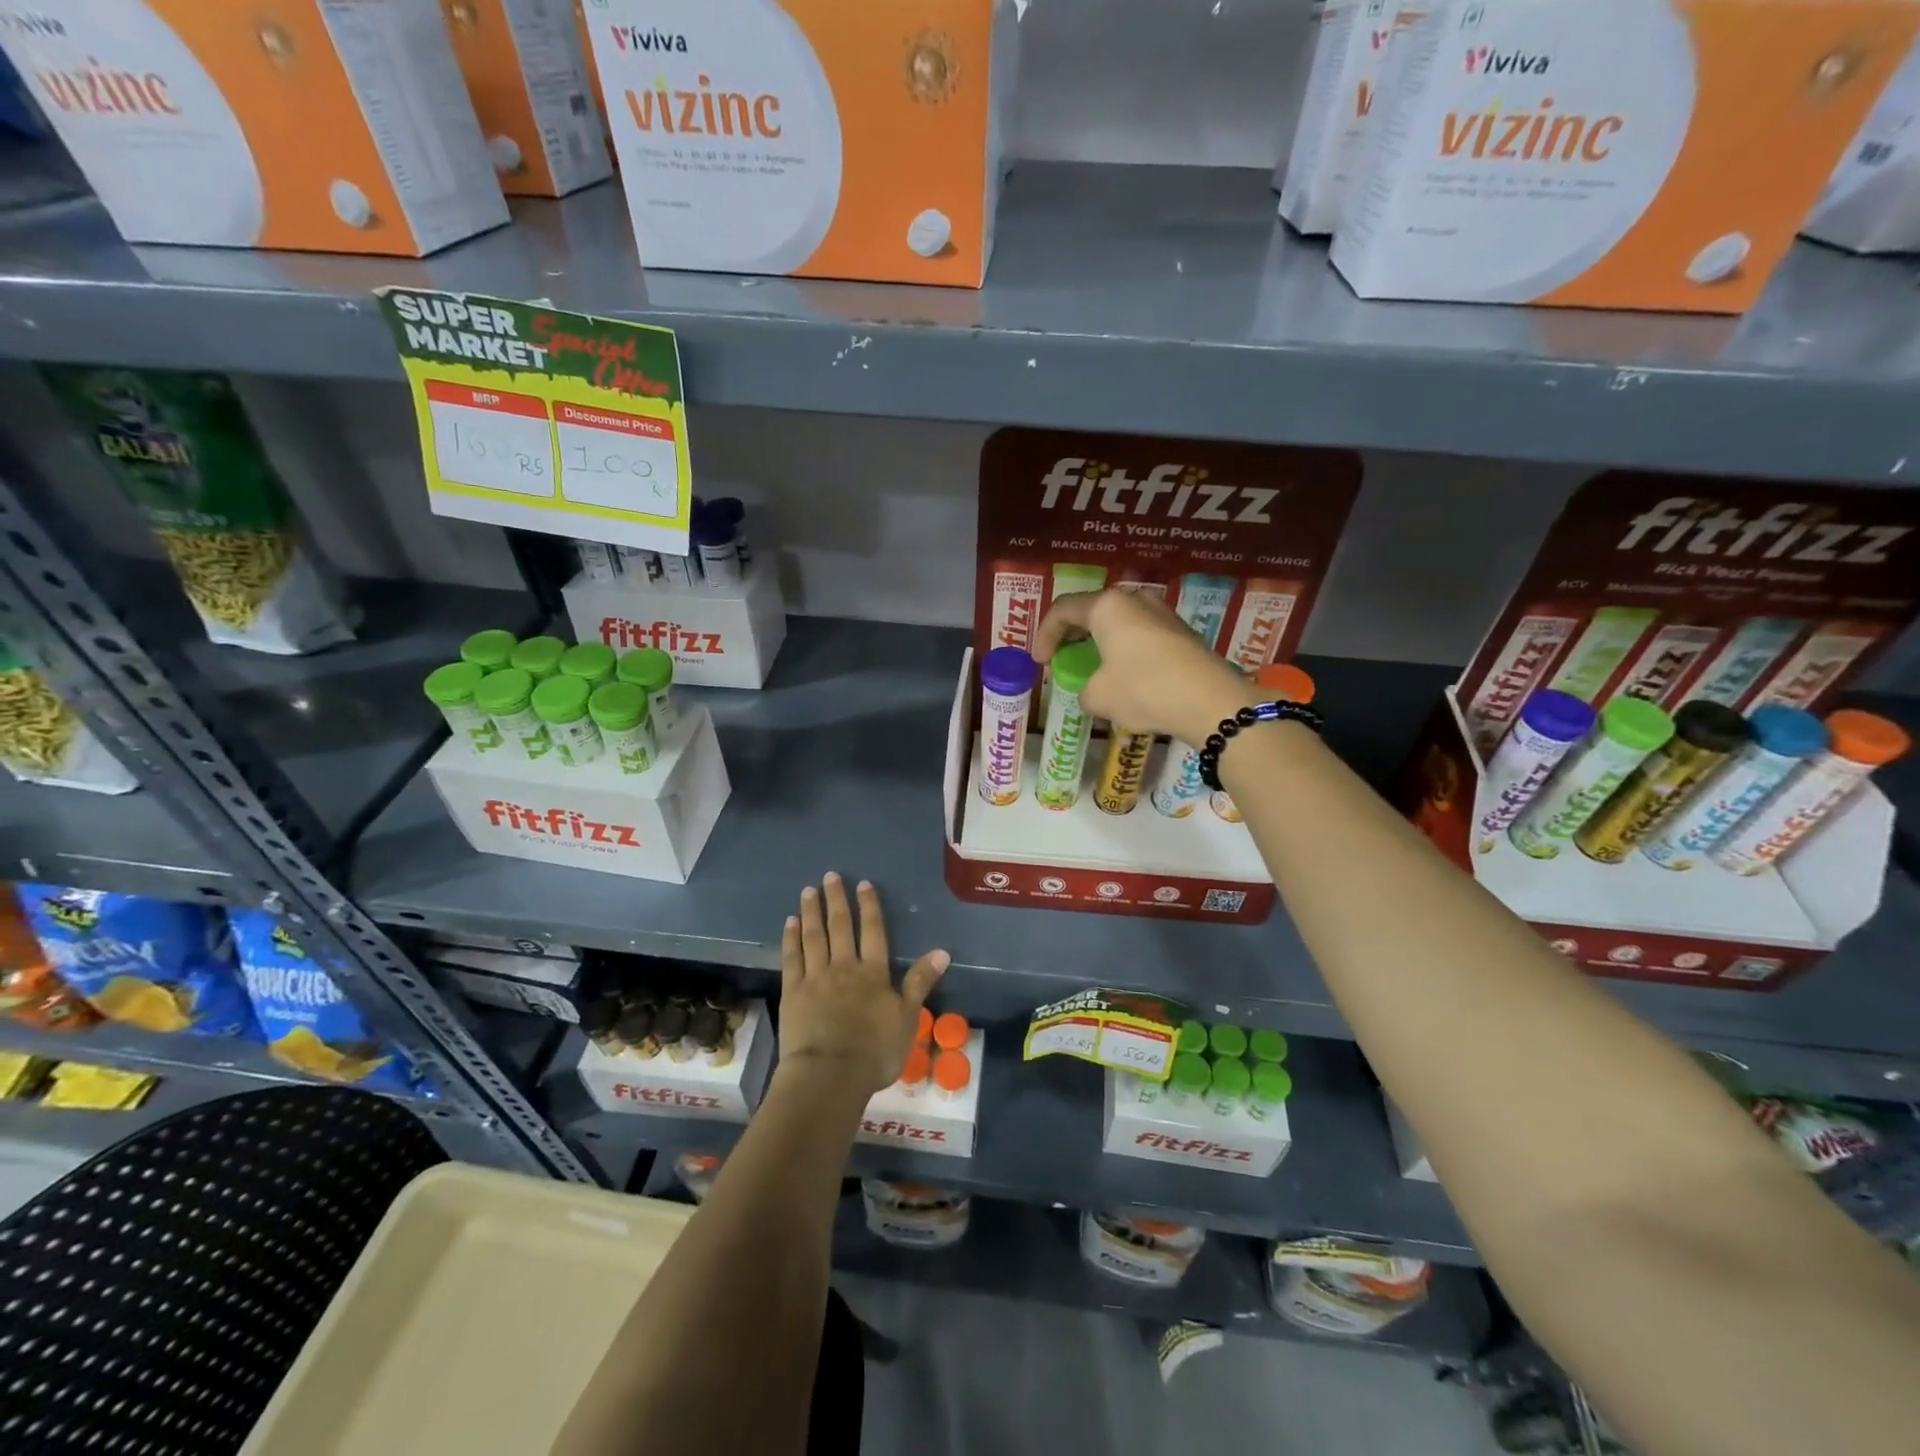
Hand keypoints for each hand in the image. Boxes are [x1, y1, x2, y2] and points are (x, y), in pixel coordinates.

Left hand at [778, 872, 948, 1095]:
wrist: (830, 1074)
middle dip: (836, 900)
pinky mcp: (793, 992)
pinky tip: (790, 923)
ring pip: (814, 936)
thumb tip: (942, 952)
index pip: (873, 931)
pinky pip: (792, 957)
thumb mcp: (907, 1018)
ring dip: (812, 912)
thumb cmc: (874, 1051)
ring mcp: (815, 977)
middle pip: (840, 927)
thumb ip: (920, 982)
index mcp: (873, 972)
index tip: (863, 884)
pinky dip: (791, 938)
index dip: (869, 907)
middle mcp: (844, 966)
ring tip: (808, 891)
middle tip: (830, 876)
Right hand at [1033, 589, 1252, 746]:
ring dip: (1100, 643)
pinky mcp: (1181, 633)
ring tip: (1092, 668)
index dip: (1044, 634)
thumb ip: (1083, 690)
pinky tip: (1124, 676)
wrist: (1210, 702)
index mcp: (1107, 606)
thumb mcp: (1099, 697)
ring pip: (1119, 623)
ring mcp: (1162, 614)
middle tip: (1062, 658)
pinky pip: (1141, 636)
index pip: (1063, 610)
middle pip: (1092, 611)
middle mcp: (1134, 600)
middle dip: (1072, 635)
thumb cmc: (1144, 690)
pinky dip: (1124, 651)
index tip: (1039, 661)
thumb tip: (1091, 691)